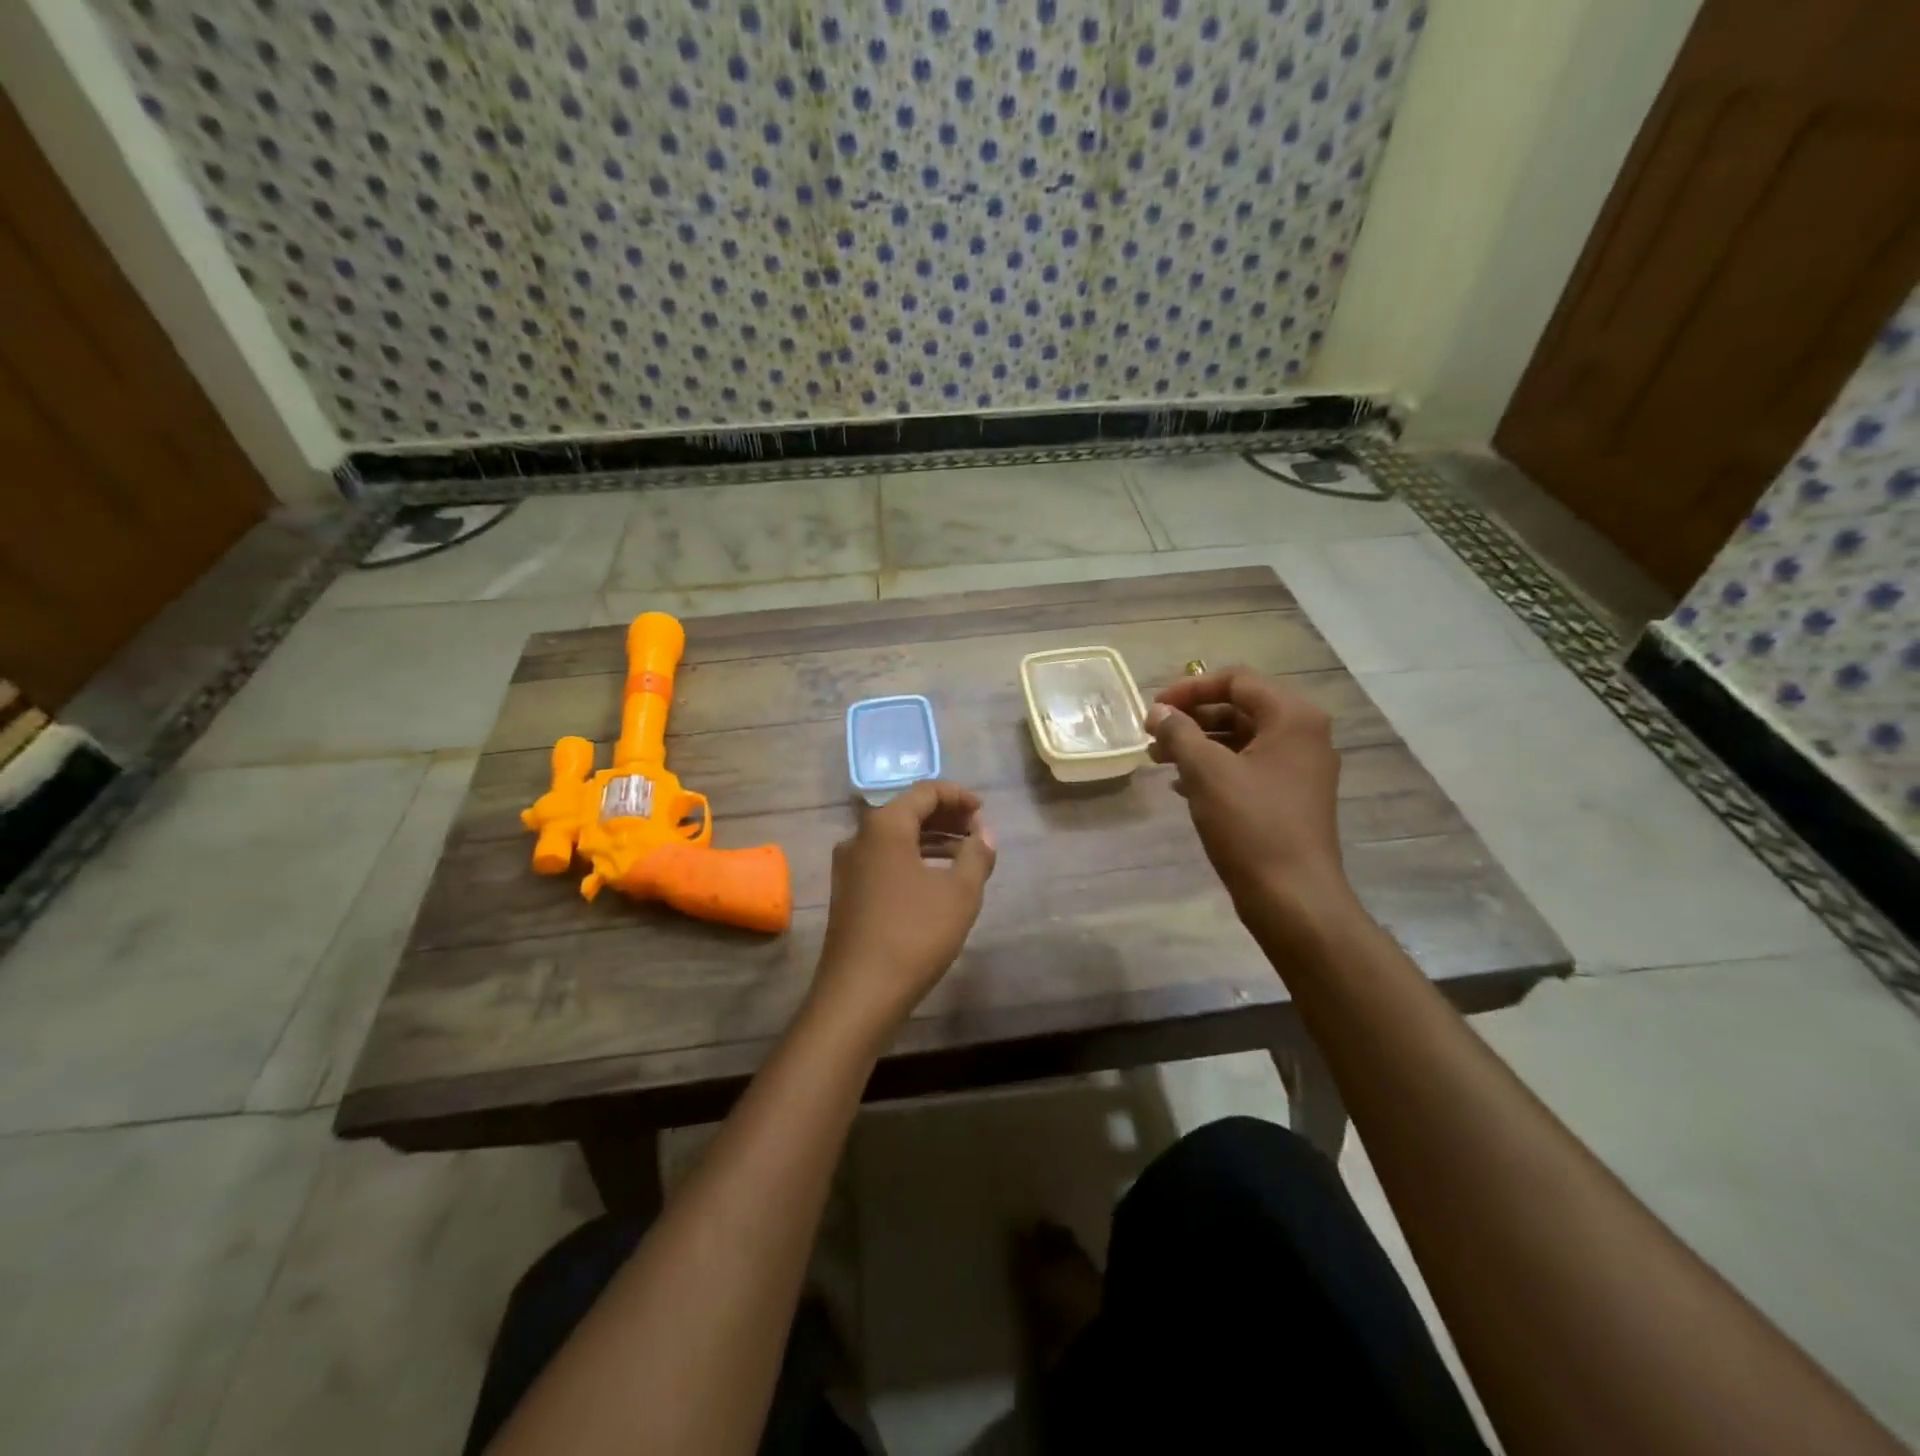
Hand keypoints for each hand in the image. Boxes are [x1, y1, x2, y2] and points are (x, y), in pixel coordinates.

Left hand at [811, 781, 996, 1041]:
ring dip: (931, 839)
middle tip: (978, 830)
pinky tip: (936, 879)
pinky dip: (913, 859)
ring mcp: (849, 867)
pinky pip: (885, 860)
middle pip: (906, 811)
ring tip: (965, 855)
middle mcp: (859, 837)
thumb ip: (977, 854)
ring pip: (895, 838)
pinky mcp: (847, 893)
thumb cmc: (914, 933)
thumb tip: (984, 832)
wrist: (859, 992)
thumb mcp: (960, 892)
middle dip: (945, 817)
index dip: (958, 796)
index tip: (983, 811)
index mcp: (884, 826)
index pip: (924, 791)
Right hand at [1145, 667, 1350, 926]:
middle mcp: (1304, 734)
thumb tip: (1158, 712)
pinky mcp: (1291, 797)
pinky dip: (1215, 768)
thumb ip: (1179, 733)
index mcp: (1292, 717)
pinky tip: (1182, 786)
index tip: (1153, 709)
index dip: (1189, 689)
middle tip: (1153, 736)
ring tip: (1159, 760)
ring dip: (1199, 744)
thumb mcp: (1206, 772)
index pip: (1236, 680)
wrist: (1293, 898)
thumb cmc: (1251, 825)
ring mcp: (1300, 768)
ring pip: (1241, 739)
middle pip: (1240, 707)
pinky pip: (1248, 766)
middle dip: (1192, 718)